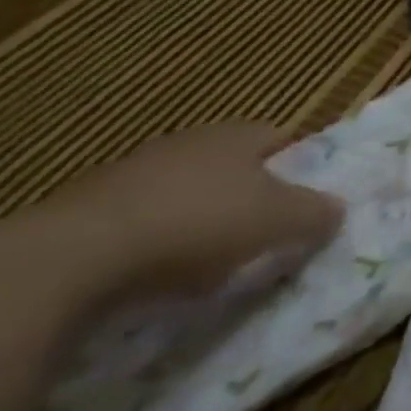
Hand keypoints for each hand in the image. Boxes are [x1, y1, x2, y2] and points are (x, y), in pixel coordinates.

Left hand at [25, 124, 342, 299]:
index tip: (310, 197)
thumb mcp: (281, 220)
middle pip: (233, 166)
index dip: (301, 165)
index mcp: (237, 134)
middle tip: (269, 231)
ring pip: (187, 194)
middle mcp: (187, 143)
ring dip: (203, 221)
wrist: (72, 258)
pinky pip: (143, 224)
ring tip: (217, 262)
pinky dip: (159, 245)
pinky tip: (163, 276)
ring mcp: (131, 175)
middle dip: (252, 195)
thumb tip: (338, 209)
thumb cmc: (200, 223)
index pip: (282, 138)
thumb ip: (317, 212)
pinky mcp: (86, 213)